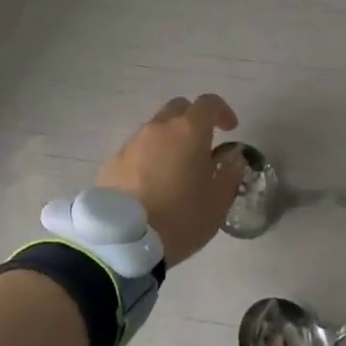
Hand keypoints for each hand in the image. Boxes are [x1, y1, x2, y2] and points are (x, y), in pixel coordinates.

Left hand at [97, 95, 245, 266]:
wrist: (123, 242)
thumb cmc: (180, 218)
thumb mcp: (218, 201)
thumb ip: (230, 172)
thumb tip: (233, 155)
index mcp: (189, 131)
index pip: (209, 103)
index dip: (223, 112)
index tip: (230, 130)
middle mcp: (158, 128)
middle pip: (179, 108)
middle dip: (194, 120)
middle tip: (202, 145)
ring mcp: (132, 143)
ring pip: (155, 129)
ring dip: (170, 140)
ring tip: (176, 169)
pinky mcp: (112, 162)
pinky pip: (137, 150)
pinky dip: (149, 157)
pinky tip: (151, 184)